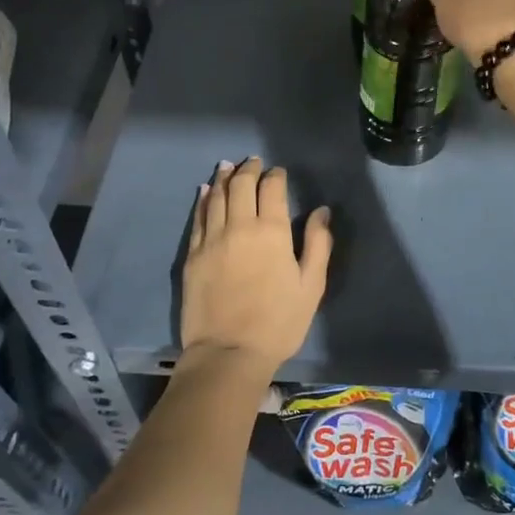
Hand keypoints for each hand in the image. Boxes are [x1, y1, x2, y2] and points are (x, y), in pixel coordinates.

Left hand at [180, 157, 331, 375]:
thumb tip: (321, 211)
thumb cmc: (278, 322)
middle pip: (240, 185)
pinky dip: (202, 200)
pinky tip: (204, 191)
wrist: (228, 352)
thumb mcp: (311, 285)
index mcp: (271, 231)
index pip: (271, 188)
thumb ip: (317, 244)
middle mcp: (239, 226)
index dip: (275, 176)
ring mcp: (211, 239)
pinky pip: (197, 218)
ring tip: (227, 166)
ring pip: (215, 197)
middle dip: (248, 170)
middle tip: (252, 162)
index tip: (278, 172)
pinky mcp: (193, 255)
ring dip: (222, 178)